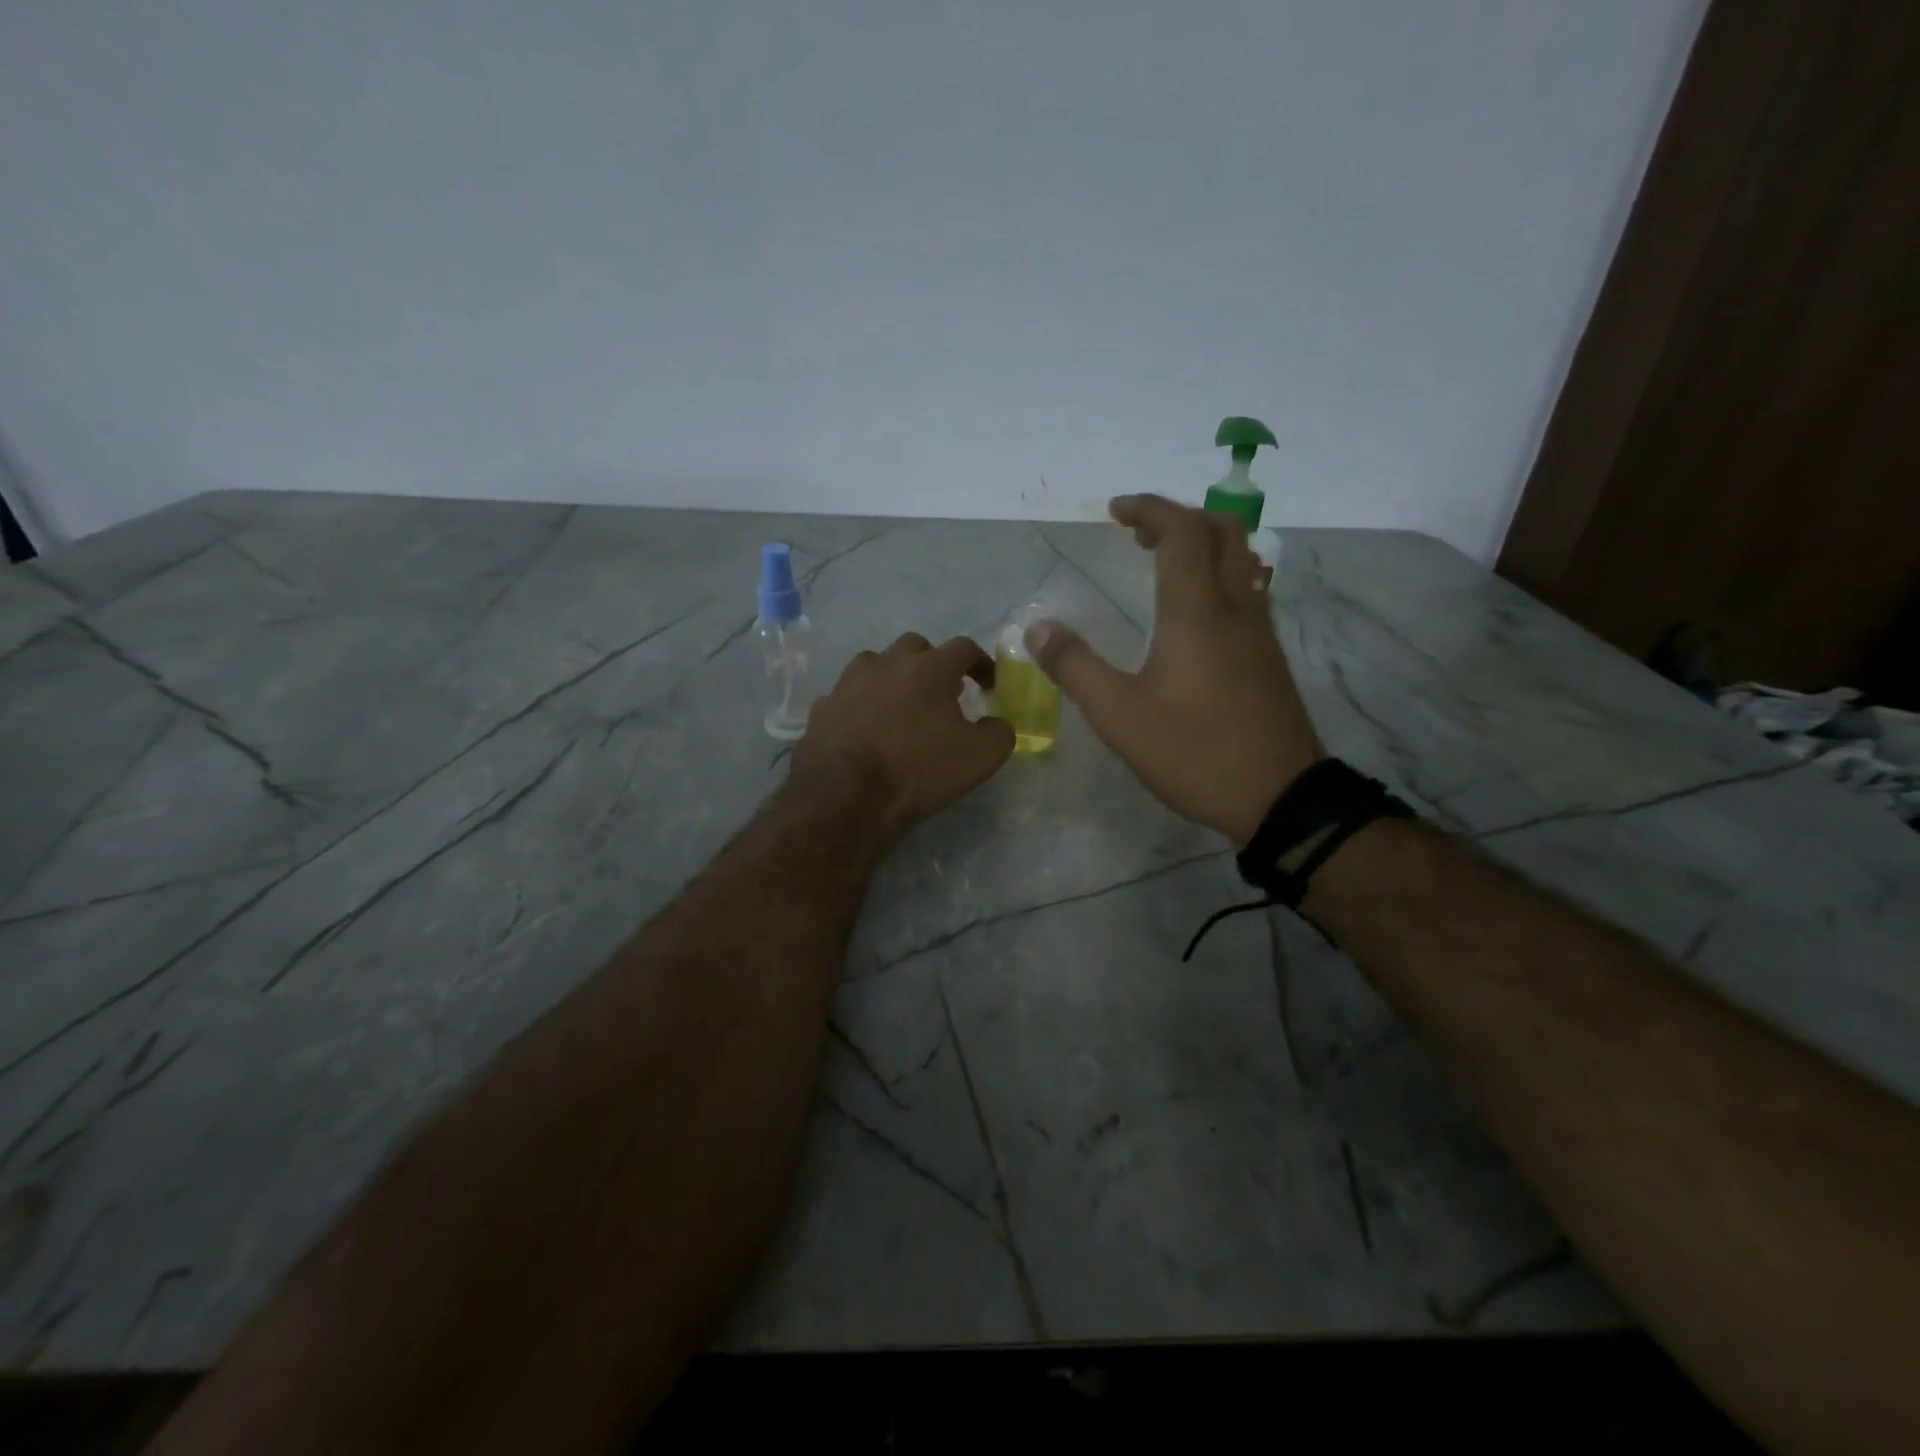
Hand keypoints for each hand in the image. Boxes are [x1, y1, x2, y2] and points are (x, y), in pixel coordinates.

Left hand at [793, 632, 1014, 838]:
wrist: (845, 797)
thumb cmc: (919, 770)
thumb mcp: (980, 757)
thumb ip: (999, 732)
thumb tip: (996, 723)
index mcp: (929, 668)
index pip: (964, 648)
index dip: (981, 663)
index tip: (987, 685)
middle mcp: (887, 663)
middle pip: (915, 647)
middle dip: (932, 664)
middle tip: (940, 693)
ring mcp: (849, 682)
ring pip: (875, 664)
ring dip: (892, 678)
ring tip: (899, 707)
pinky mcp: (822, 707)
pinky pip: (847, 696)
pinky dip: (860, 705)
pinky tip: (865, 729)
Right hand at [1027, 495, 1323, 840]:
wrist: (1279, 797)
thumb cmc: (1194, 752)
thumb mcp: (1119, 715)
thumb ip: (1075, 667)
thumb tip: (1038, 628)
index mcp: (1197, 611)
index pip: (1181, 532)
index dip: (1149, 509)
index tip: (1115, 511)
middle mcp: (1236, 607)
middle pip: (1223, 530)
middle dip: (1180, 517)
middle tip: (1140, 533)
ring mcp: (1260, 631)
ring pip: (1242, 558)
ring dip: (1204, 543)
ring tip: (1164, 561)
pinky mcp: (1270, 655)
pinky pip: (1249, 589)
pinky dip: (1220, 573)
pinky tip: (1197, 608)